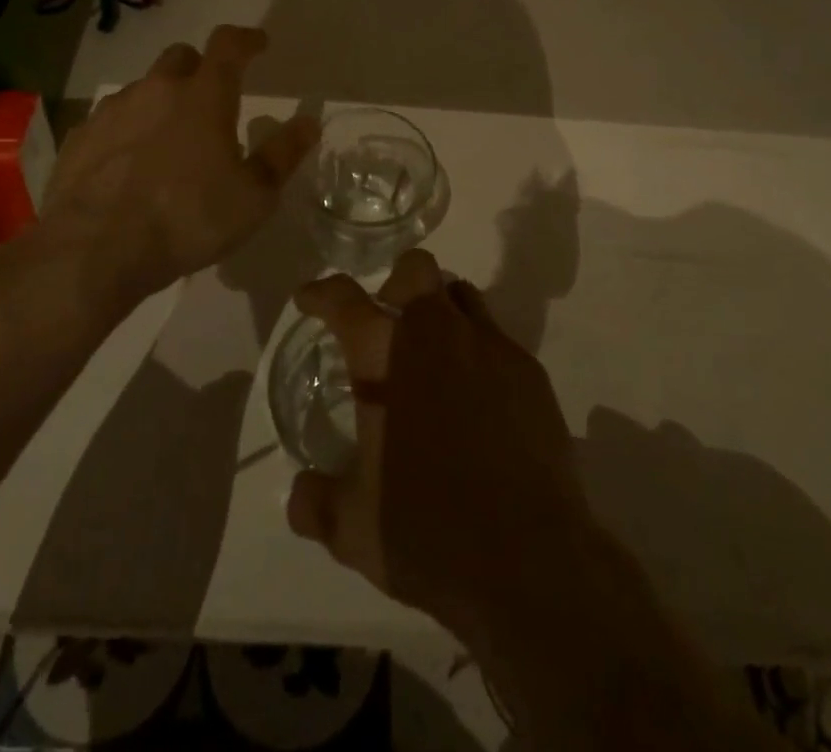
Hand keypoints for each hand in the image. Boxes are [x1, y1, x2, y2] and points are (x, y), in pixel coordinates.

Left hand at [35, 25, 319, 314]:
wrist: (95, 250)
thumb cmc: (188, 219)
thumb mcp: (254, 196)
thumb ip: (283, 154)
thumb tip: (308, 122)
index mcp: (204, 96)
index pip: (229, 45)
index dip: (246, 39)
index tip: (258, 44)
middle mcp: (157, 89)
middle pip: (181, 57)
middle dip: (200, 67)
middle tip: (212, 97)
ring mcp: (113, 111)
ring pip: (143, 88)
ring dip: (161, 101)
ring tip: (169, 139)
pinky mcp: (81, 137)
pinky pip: (112, 119)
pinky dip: (128, 130)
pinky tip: (130, 164)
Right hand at [284, 250, 591, 645]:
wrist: (531, 561)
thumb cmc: (428, 533)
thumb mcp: (354, 528)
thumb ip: (317, 502)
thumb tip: (299, 492)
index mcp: (385, 357)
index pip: (344, 300)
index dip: (321, 293)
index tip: (310, 299)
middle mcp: (438, 334)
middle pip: (416, 269)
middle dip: (396, 283)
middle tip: (386, 321)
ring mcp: (490, 347)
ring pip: (461, 295)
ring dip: (440, 311)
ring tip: (432, 356)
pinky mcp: (530, 372)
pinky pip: (496, 338)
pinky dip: (477, 351)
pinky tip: (477, 399)